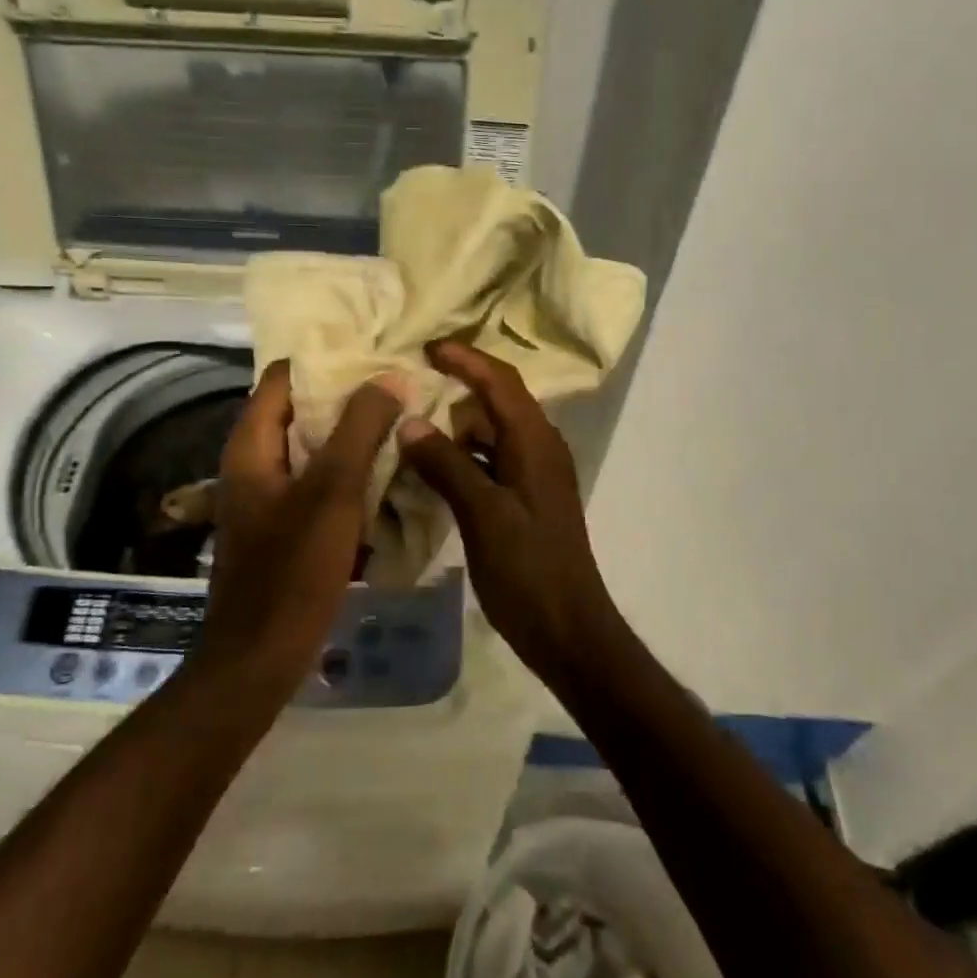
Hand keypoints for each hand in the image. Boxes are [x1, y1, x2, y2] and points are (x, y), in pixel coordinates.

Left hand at [196, 360, 406, 697]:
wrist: (260, 657)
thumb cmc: (292, 570)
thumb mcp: (332, 492)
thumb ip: (360, 429)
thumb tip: (390, 377)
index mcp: (252, 445)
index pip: (285, 376)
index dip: (328, 360)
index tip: (376, 355)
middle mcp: (254, 463)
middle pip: (301, 411)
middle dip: (350, 399)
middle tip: (401, 389)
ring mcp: (268, 497)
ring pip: (314, 450)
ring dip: (354, 437)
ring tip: (403, 424)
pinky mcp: (284, 526)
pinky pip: (319, 485)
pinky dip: (349, 474)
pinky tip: (388, 476)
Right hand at [397, 340, 624, 683]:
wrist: (567, 629)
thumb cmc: (527, 569)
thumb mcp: (482, 513)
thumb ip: (446, 464)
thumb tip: (409, 422)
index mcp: (534, 443)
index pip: (500, 381)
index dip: (465, 359)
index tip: (426, 348)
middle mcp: (539, 449)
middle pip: (498, 401)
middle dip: (458, 387)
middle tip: (411, 384)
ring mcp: (534, 476)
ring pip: (492, 434)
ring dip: (456, 426)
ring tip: (411, 425)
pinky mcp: (525, 501)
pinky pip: (490, 462)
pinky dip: (462, 458)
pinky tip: (430, 471)